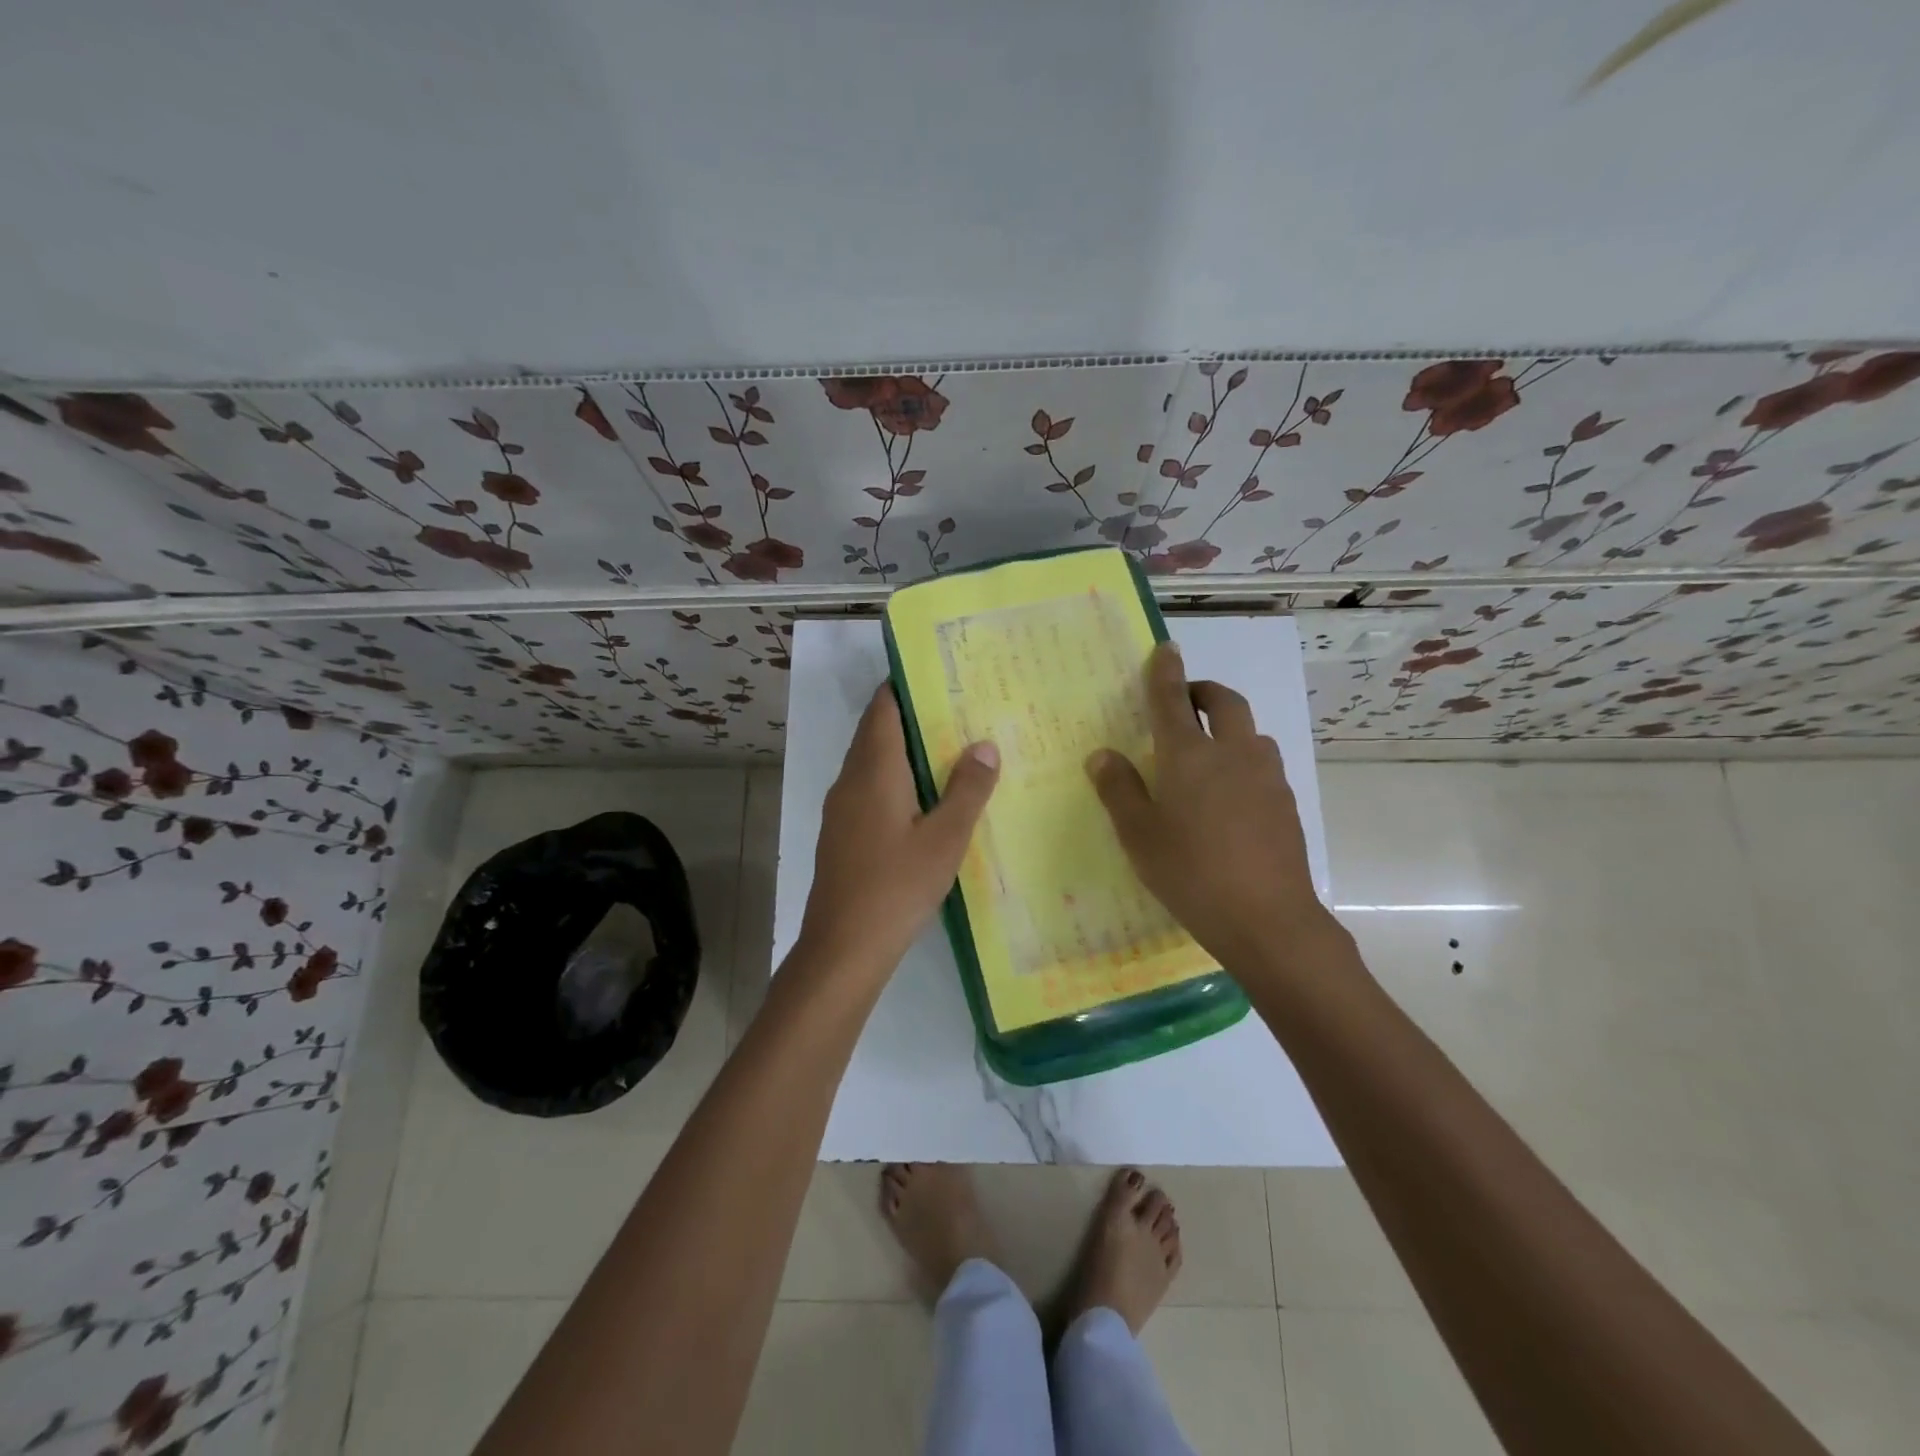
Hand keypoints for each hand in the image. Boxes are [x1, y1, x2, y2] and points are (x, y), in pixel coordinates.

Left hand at [798, 685, 999, 981]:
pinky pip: (868, 789)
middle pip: (875, 732)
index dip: (904, 686)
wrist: (843, 947)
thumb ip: (967, 789)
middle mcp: (850, 781)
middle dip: (910, 717)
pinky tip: (923, 798)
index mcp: (873, 771)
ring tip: (948, 748)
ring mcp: (841, 809)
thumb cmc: (897, 886)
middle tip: (956, 710)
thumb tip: (984, 744)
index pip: (882, 709)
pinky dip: (894, 779)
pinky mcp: (841, 834)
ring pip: (870, 763)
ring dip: (902, 750)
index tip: (938, 676)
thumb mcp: (945, 838)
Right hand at [1087, 642, 1341, 977]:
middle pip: (1224, 702)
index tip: (1165, 649)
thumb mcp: (1139, 835)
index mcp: (1188, 755)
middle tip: (1186, 701)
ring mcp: (1266, 776)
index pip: (1173, 699)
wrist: (1267, 919)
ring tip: (1206, 755)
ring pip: (1249, 733)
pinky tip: (1230, 799)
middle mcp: (1232, 753)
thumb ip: (1119, 789)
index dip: (1166, 672)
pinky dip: (1243, 762)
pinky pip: (1262, 765)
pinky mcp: (1286, 803)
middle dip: (1204, 691)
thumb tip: (1102, 754)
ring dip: (1228, 727)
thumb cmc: (1190, 872)